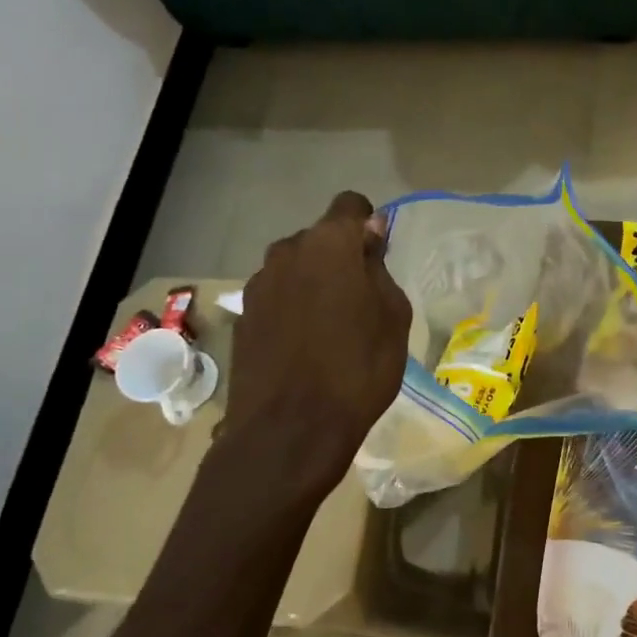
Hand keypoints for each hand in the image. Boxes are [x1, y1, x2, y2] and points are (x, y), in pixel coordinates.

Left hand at [214, 192, 412, 499]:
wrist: (289, 432)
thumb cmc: (358, 368)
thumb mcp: (393, 317)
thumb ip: (379, 268)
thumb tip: (368, 238)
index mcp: (329, 244)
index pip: (350, 204)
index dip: (368, 224)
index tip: (377, 256)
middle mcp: (287, 252)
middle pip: (319, 238)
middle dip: (339, 256)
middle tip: (360, 299)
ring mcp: (259, 285)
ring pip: (295, 267)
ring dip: (313, 282)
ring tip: (331, 326)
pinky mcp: (243, 317)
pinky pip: (277, 296)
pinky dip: (292, 307)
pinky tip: (304, 346)